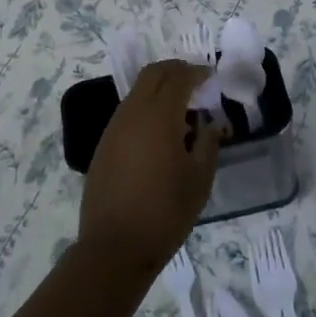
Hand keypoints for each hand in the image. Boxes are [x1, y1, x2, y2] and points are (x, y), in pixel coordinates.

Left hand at [78, 61, 219, 272]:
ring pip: (137, 92)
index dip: (196, 72)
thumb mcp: (199, 179)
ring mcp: (114, 127)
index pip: (178, 77)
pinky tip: (161, 134)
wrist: (115, 246)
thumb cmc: (165, 212)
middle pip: (153, 74)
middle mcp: (132, 112)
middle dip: (175, 71)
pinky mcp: (104, 144)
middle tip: (196, 81)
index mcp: (159, 116)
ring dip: (159, 89)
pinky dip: (146, 108)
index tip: (211, 76)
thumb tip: (210, 124)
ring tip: (181, 110)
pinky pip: (128, 112)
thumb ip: (208, 143)